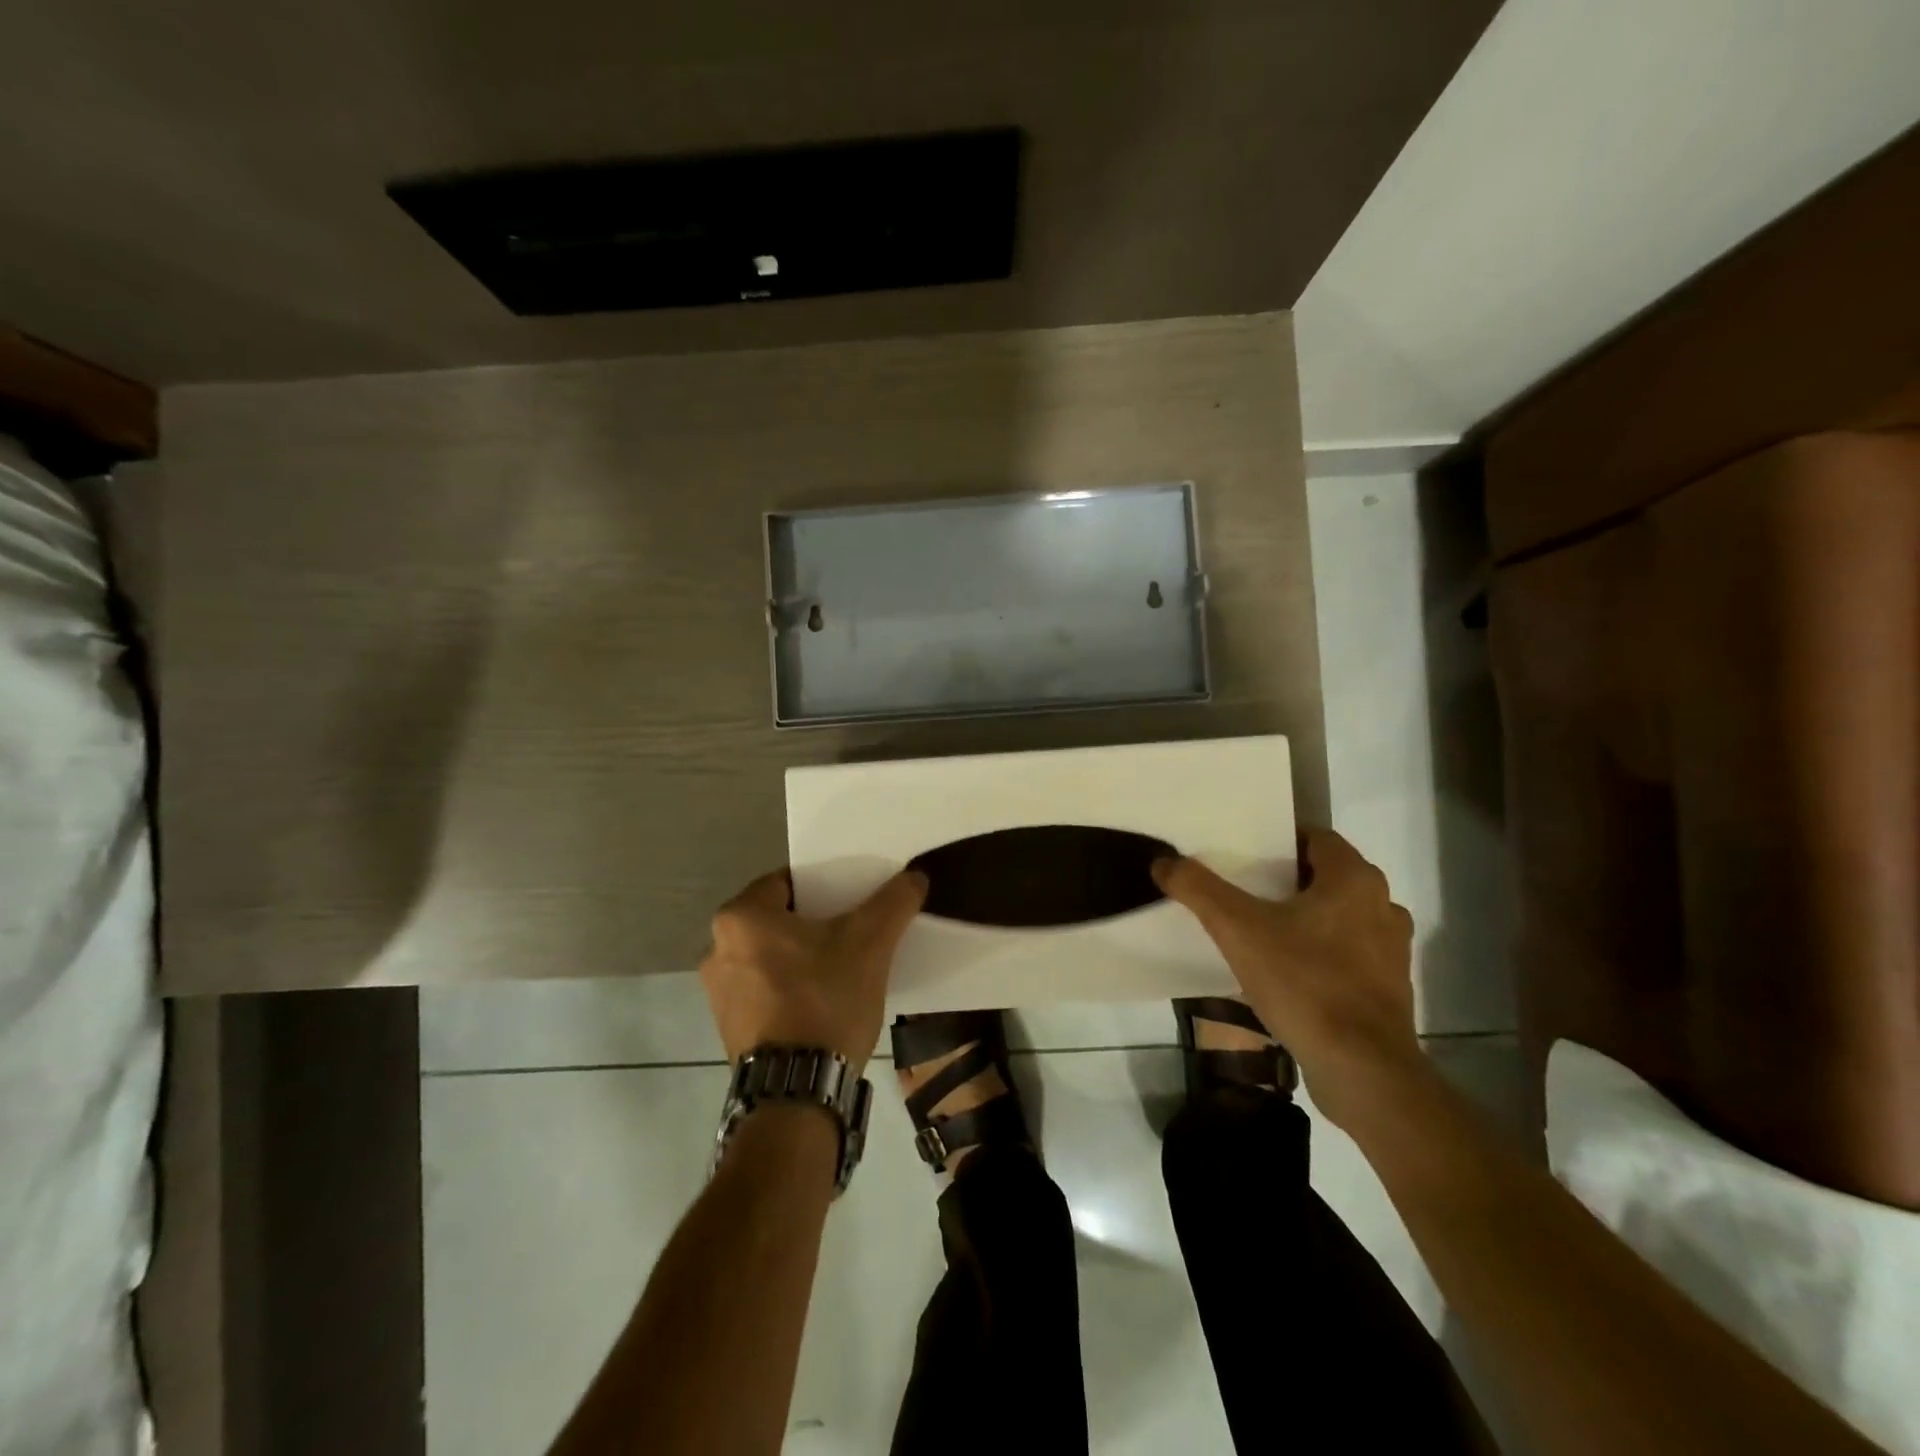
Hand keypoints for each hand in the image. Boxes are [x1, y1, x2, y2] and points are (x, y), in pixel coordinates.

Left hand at [700, 869, 928, 1075]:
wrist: (797, 1092)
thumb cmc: (825, 1000)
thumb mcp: (870, 943)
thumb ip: (894, 902)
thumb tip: (915, 875)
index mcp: (740, 917)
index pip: (787, 881)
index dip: (824, 885)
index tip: (852, 898)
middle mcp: (716, 948)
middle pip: (778, 919)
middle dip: (814, 922)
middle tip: (853, 929)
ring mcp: (718, 992)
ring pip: (771, 955)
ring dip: (801, 956)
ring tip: (841, 966)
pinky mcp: (727, 1026)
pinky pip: (764, 988)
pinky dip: (789, 987)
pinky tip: (821, 1000)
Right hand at [1153, 828, 1424, 1127]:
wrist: (1362, 1071)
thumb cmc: (1305, 983)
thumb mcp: (1238, 930)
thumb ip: (1198, 889)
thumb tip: (1162, 861)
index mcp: (1354, 879)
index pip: (1316, 838)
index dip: (1278, 840)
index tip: (1243, 851)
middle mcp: (1382, 905)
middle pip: (1326, 876)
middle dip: (1285, 879)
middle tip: (1241, 886)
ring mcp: (1390, 950)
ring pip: (1338, 916)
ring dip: (1303, 917)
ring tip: (1258, 928)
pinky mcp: (1387, 988)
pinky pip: (1346, 953)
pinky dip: (1318, 952)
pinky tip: (1284, 970)